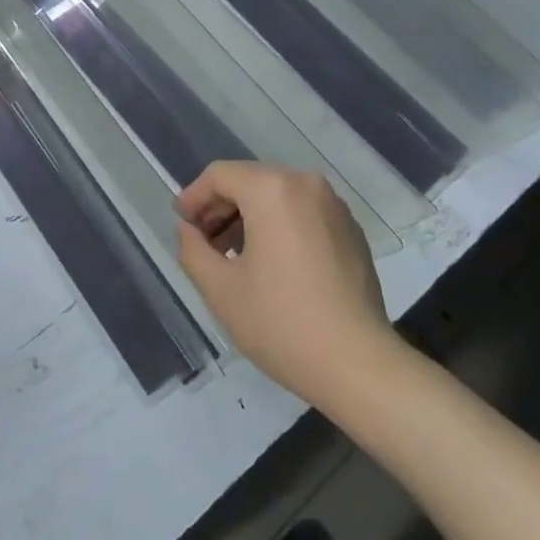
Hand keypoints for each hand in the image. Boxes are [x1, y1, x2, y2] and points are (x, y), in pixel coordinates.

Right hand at [175, 162, 391, 402]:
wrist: (358, 365)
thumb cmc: (282, 323)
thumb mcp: (221, 290)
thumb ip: (193, 250)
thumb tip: (189, 231)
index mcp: (273, 190)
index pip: (220, 175)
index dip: (194, 196)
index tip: (181, 224)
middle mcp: (306, 184)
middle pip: (250, 181)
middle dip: (221, 207)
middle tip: (203, 242)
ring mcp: (334, 206)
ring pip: (278, 196)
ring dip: (249, 217)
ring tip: (233, 256)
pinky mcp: (351, 231)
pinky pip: (303, 212)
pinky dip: (279, 226)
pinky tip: (271, 265)